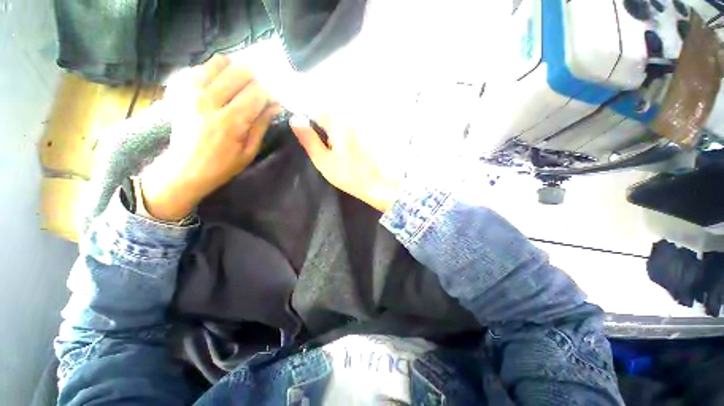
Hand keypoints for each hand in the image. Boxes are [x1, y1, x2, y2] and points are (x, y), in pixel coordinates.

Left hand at [141, 55, 279, 220]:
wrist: (183, 168)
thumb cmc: (222, 165)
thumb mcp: (249, 151)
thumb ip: (261, 125)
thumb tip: (275, 106)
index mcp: (230, 121)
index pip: (257, 92)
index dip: (269, 92)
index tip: (274, 99)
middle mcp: (209, 100)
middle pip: (239, 71)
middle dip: (255, 78)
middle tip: (258, 91)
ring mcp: (190, 91)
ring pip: (220, 62)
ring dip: (235, 71)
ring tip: (239, 86)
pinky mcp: (179, 89)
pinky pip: (202, 67)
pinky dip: (216, 72)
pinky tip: (220, 87)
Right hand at [290, 116, 400, 211]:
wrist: (378, 185)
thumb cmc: (349, 175)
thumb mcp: (323, 160)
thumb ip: (309, 139)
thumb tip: (295, 120)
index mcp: (338, 123)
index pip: (318, 113)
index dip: (312, 125)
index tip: (313, 140)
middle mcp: (352, 119)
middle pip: (332, 118)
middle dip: (326, 130)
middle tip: (329, 152)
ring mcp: (363, 126)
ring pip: (343, 125)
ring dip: (338, 135)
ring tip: (342, 155)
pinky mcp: (371, 134)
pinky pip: (354, 131)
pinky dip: (349, 139)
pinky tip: (352, 153)